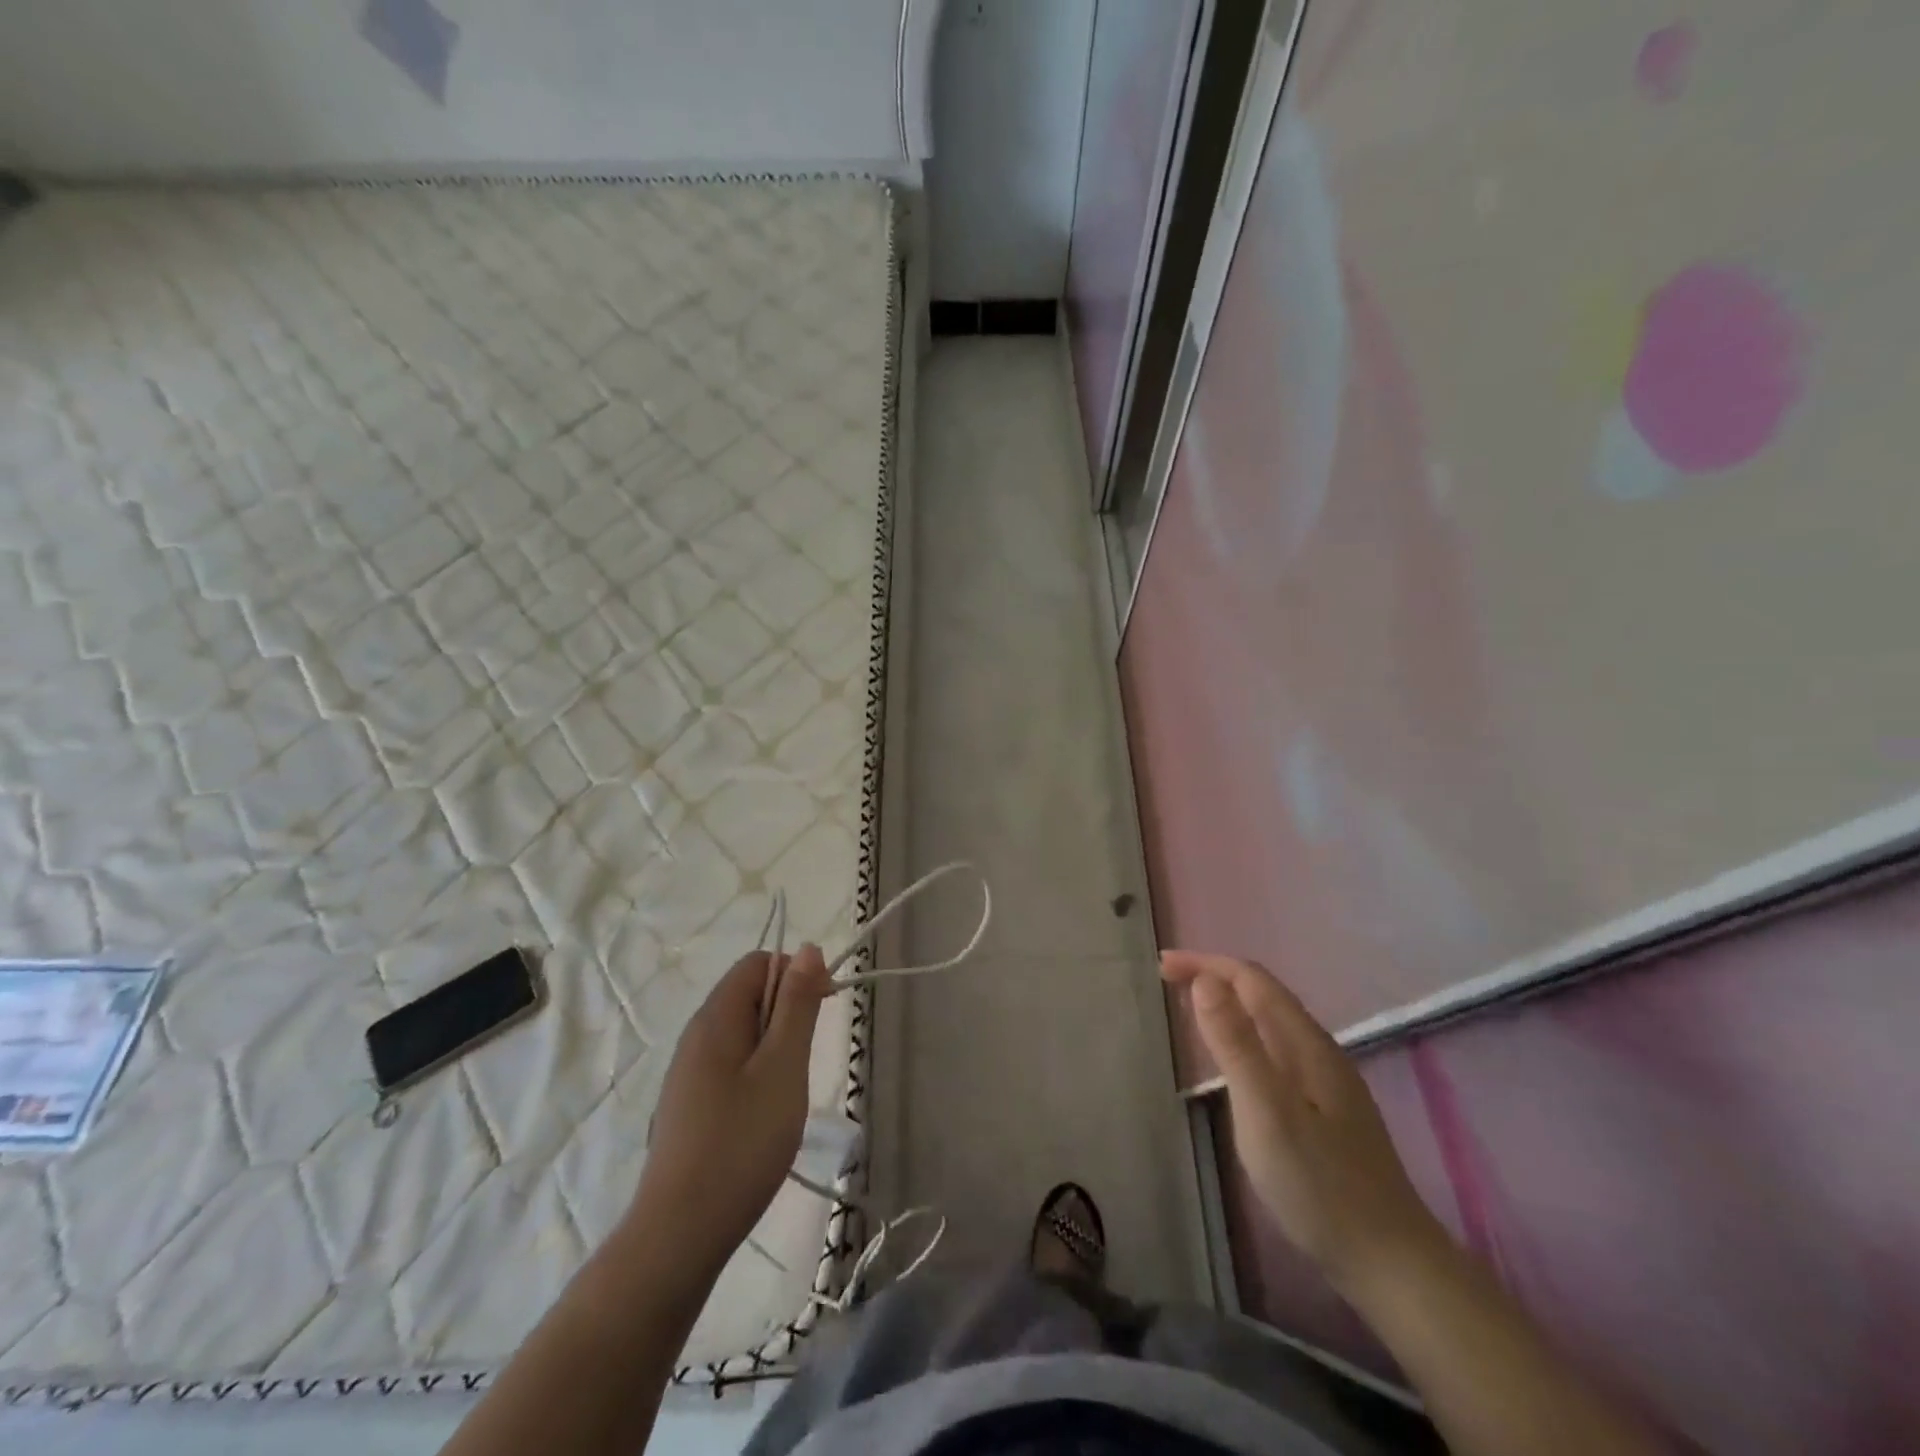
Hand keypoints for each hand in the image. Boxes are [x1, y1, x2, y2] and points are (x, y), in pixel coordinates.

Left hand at [637, 945, 830, 1275]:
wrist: (680, 1235)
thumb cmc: (741, 1143)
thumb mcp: (783, 1068)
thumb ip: (797, 1005)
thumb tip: (807, 949)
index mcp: (715, 1018)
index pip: (759, 963)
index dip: (797, 973)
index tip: (824, 1009)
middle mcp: (696, 1035)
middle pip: (749, 995)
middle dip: (788, 1013)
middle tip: (805, 1060)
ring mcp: (689, 1072)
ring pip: (743, 1033)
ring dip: (775, 1047)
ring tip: (788, 1091)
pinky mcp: (689, 1104)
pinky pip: (731, 1064)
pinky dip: (757, 1073)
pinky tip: (764, 1115)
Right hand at [1162, 950, 1444, 1293]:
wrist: (1390, 1265)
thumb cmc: (1319, 1185)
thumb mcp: (1266, 1111)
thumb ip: (1236, 1045)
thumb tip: (1205, 980)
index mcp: (1307, 1044)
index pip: (1252, 979)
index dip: (1206, 964)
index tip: (1162, 967)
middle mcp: (1318, 1052)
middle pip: (1262, 995)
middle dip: (1214, 978)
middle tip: (1167, 982)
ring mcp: (1325, 1082)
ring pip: (1269, 1023)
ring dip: (1227, 1004)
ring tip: (1189, 1009)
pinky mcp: (1323, 1110)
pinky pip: (1274, 1050)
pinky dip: (1242, 1035)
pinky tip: (1231, 1060)